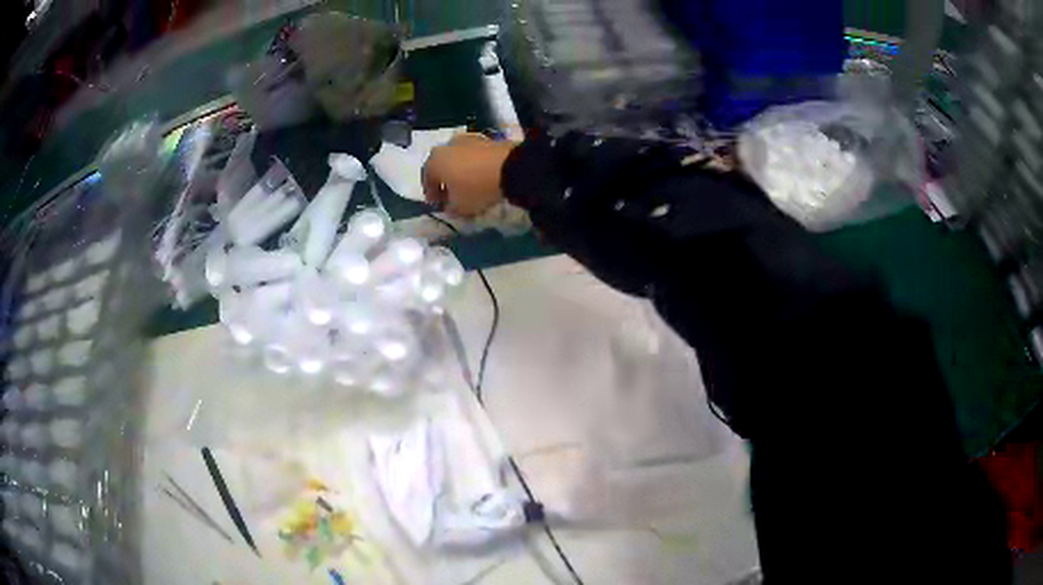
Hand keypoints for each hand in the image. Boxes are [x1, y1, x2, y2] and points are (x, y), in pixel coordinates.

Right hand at [422, 134, 518, 217]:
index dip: (432, 195)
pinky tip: (481, 177)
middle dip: (445, 182)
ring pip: (457, 159)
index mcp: (434, 161)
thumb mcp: (459, 207)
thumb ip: (450, 208)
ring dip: (460, 172)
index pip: (427, 180)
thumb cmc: (476, 188)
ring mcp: (466, 139)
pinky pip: (473, 156)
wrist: (510, 167)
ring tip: (468, 187)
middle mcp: (446, 146)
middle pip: (441, 167)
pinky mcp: (485, 139)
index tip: (439, 206)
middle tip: (452, 196)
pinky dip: (473, 166)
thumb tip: (450, 206)